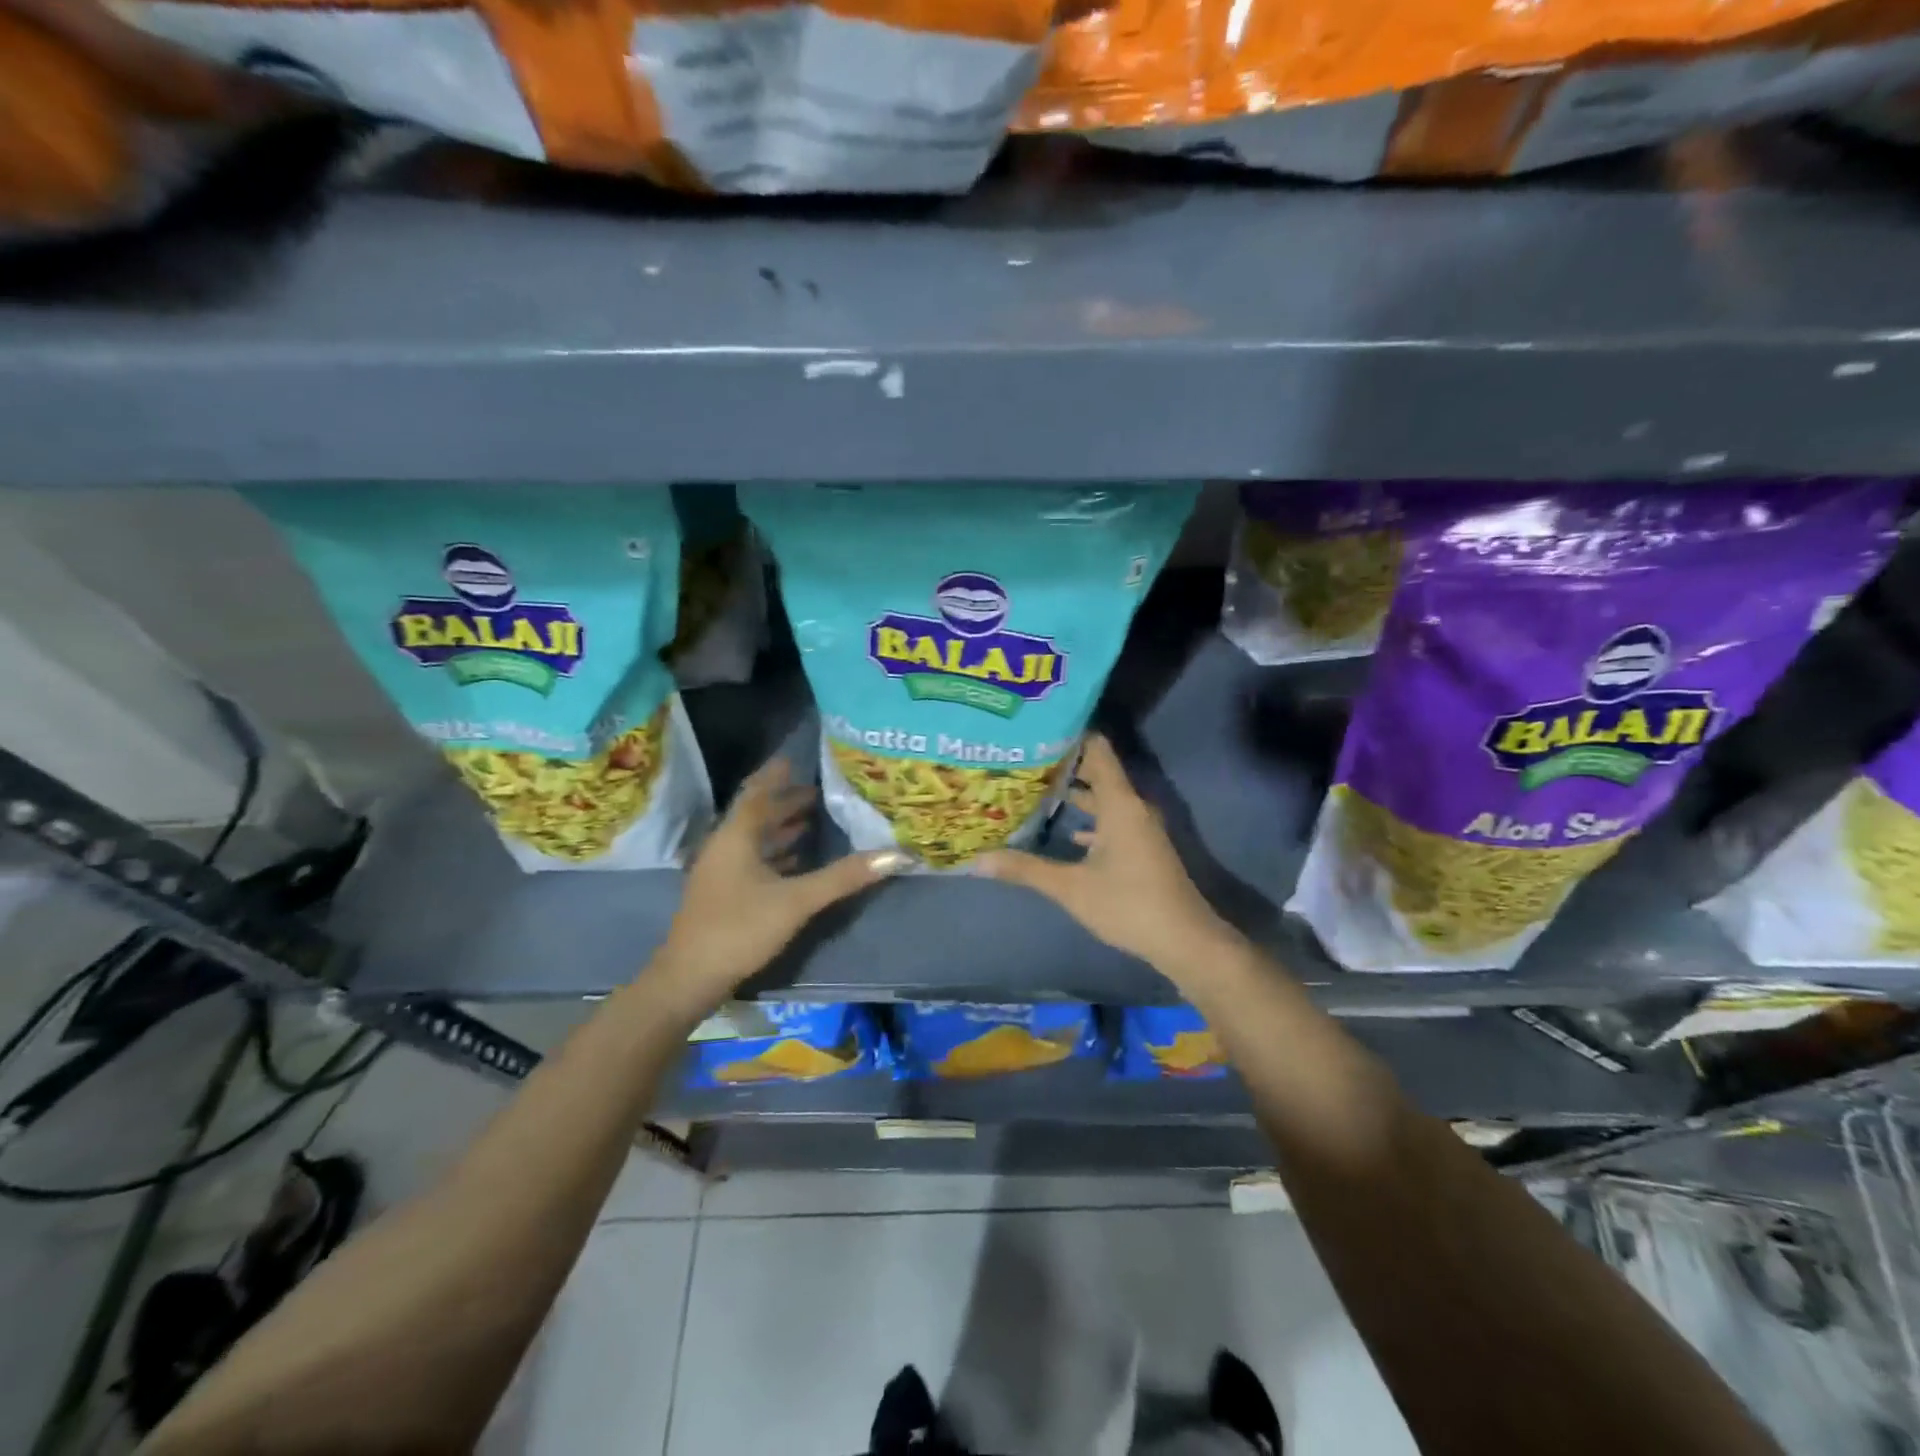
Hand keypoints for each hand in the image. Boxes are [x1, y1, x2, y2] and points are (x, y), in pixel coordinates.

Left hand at [651, 757, 907, 1012]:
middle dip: (785, 801)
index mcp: (736, 836)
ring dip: (781, 827)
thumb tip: (896, 854)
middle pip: (757, 814)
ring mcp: (721, 871)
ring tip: (812, 820)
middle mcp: (725, 846)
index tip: (797, 759)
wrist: (689, 979)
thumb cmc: (740, 928)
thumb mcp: (797, 901)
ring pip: (754, 839)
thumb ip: (844, 877)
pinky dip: (775, 854)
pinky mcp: (723, 894)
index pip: (758, 792)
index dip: (776, 774)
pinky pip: (752, 861)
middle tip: (819, 792)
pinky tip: (796, 861)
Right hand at [981, 735, 1234, 985]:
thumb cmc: (1128, 904)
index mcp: (1119, 803)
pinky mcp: (1141, 847)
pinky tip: (1066, 831)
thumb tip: (976, 860)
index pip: (1096, 749)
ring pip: (1103, 798)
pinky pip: (1111, 819)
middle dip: (1062, 765)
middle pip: (1096, 771)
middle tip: (1022, 760)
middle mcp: (1131, 806)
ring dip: (1074, 794)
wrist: (1185, 940)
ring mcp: (1139, 827)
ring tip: (1034, 790)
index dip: (1068, 734)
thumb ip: (1025, 869)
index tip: (1035, 730)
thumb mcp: (1071, 887)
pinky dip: (1088, 819)